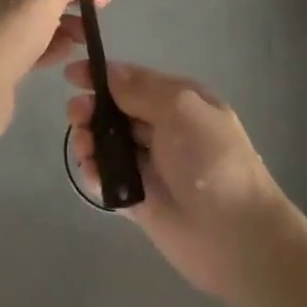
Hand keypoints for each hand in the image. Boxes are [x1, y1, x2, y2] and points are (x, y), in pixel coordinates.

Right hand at [66, 62, 282, 297]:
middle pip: (118, 111)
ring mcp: (152, 166)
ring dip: (90, 140)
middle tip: (75, 115)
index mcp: (179, 100)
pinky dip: (95, 174)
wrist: (236, 235)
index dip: (103, 75)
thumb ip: (140, 90)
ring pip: (110, 144)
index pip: (134, 81)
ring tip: (83, 146)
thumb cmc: (210, 158)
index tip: (71, 75)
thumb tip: (110, 71)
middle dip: (93, 108)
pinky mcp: (140, 201)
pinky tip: (90, 172)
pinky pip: (110, 181)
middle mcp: (164, 129)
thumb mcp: (179, 108)